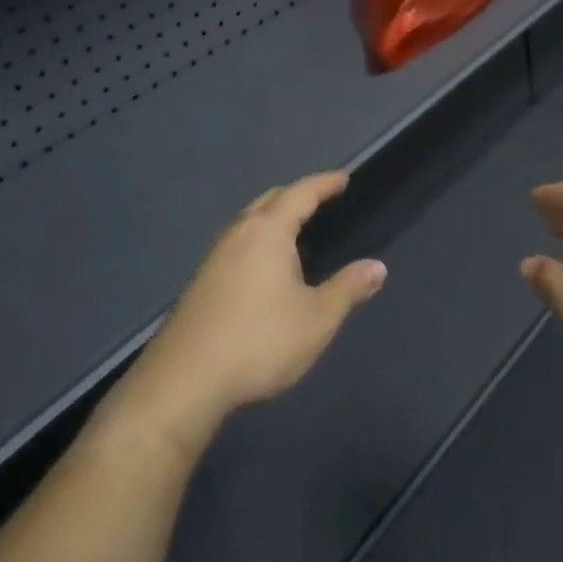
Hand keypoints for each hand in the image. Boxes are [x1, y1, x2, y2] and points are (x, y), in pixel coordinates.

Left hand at [103, 173, 385, 457]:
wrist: (184, 383)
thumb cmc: (259, 341)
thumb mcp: (316, 319)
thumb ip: (348, 289)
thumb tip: (378, 267)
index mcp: (268, 231)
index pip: (300, 194)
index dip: (324, 184)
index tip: (344, 178)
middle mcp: (239, 234)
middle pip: (270, 201)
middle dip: (296, 195)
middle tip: (320, 200)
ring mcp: (215, 258)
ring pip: (249, 223)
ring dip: (273, 218)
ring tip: (295, 230)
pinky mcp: (201, 283)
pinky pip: (237, 244)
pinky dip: (258, 240)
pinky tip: (265, 267)